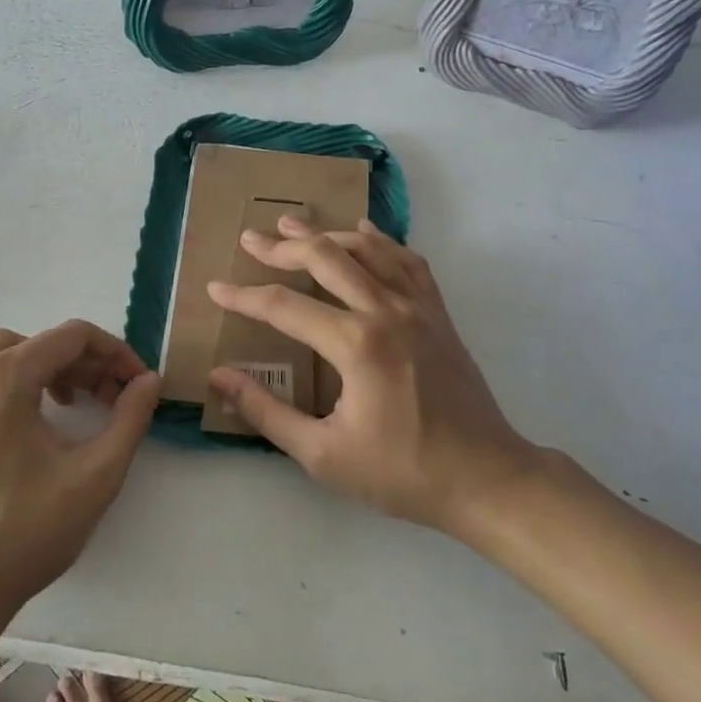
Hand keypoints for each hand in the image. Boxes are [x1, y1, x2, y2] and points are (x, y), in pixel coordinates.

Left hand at [0, 321, 159, 610]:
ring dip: (36, 368)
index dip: (114, 352)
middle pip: (36, 345)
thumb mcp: (97, 473)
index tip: (136, 384)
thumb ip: (131, 417)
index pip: (72, 337)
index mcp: (6, 378)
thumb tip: (148, 380)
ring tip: (64, 403)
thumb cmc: (29, 531)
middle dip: (82, 364)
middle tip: (110, 401)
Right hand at [206, 219, 533, 537]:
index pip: (283, 307)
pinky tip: (365, 232)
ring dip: (327, 232)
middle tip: (250, 239)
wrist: (486, 477)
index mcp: (355, 345)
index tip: (214, 288)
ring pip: (367, 248)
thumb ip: (267, 412)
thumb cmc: (402, 472)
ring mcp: (418, 307)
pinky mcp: (438, 314)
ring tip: (295, 223)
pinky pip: (408, 261)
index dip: (243, 296)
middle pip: (325, 258)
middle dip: (282, 247)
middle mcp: (386, 311)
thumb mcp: (323, 455)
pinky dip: (381, 241)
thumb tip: (220, 377)